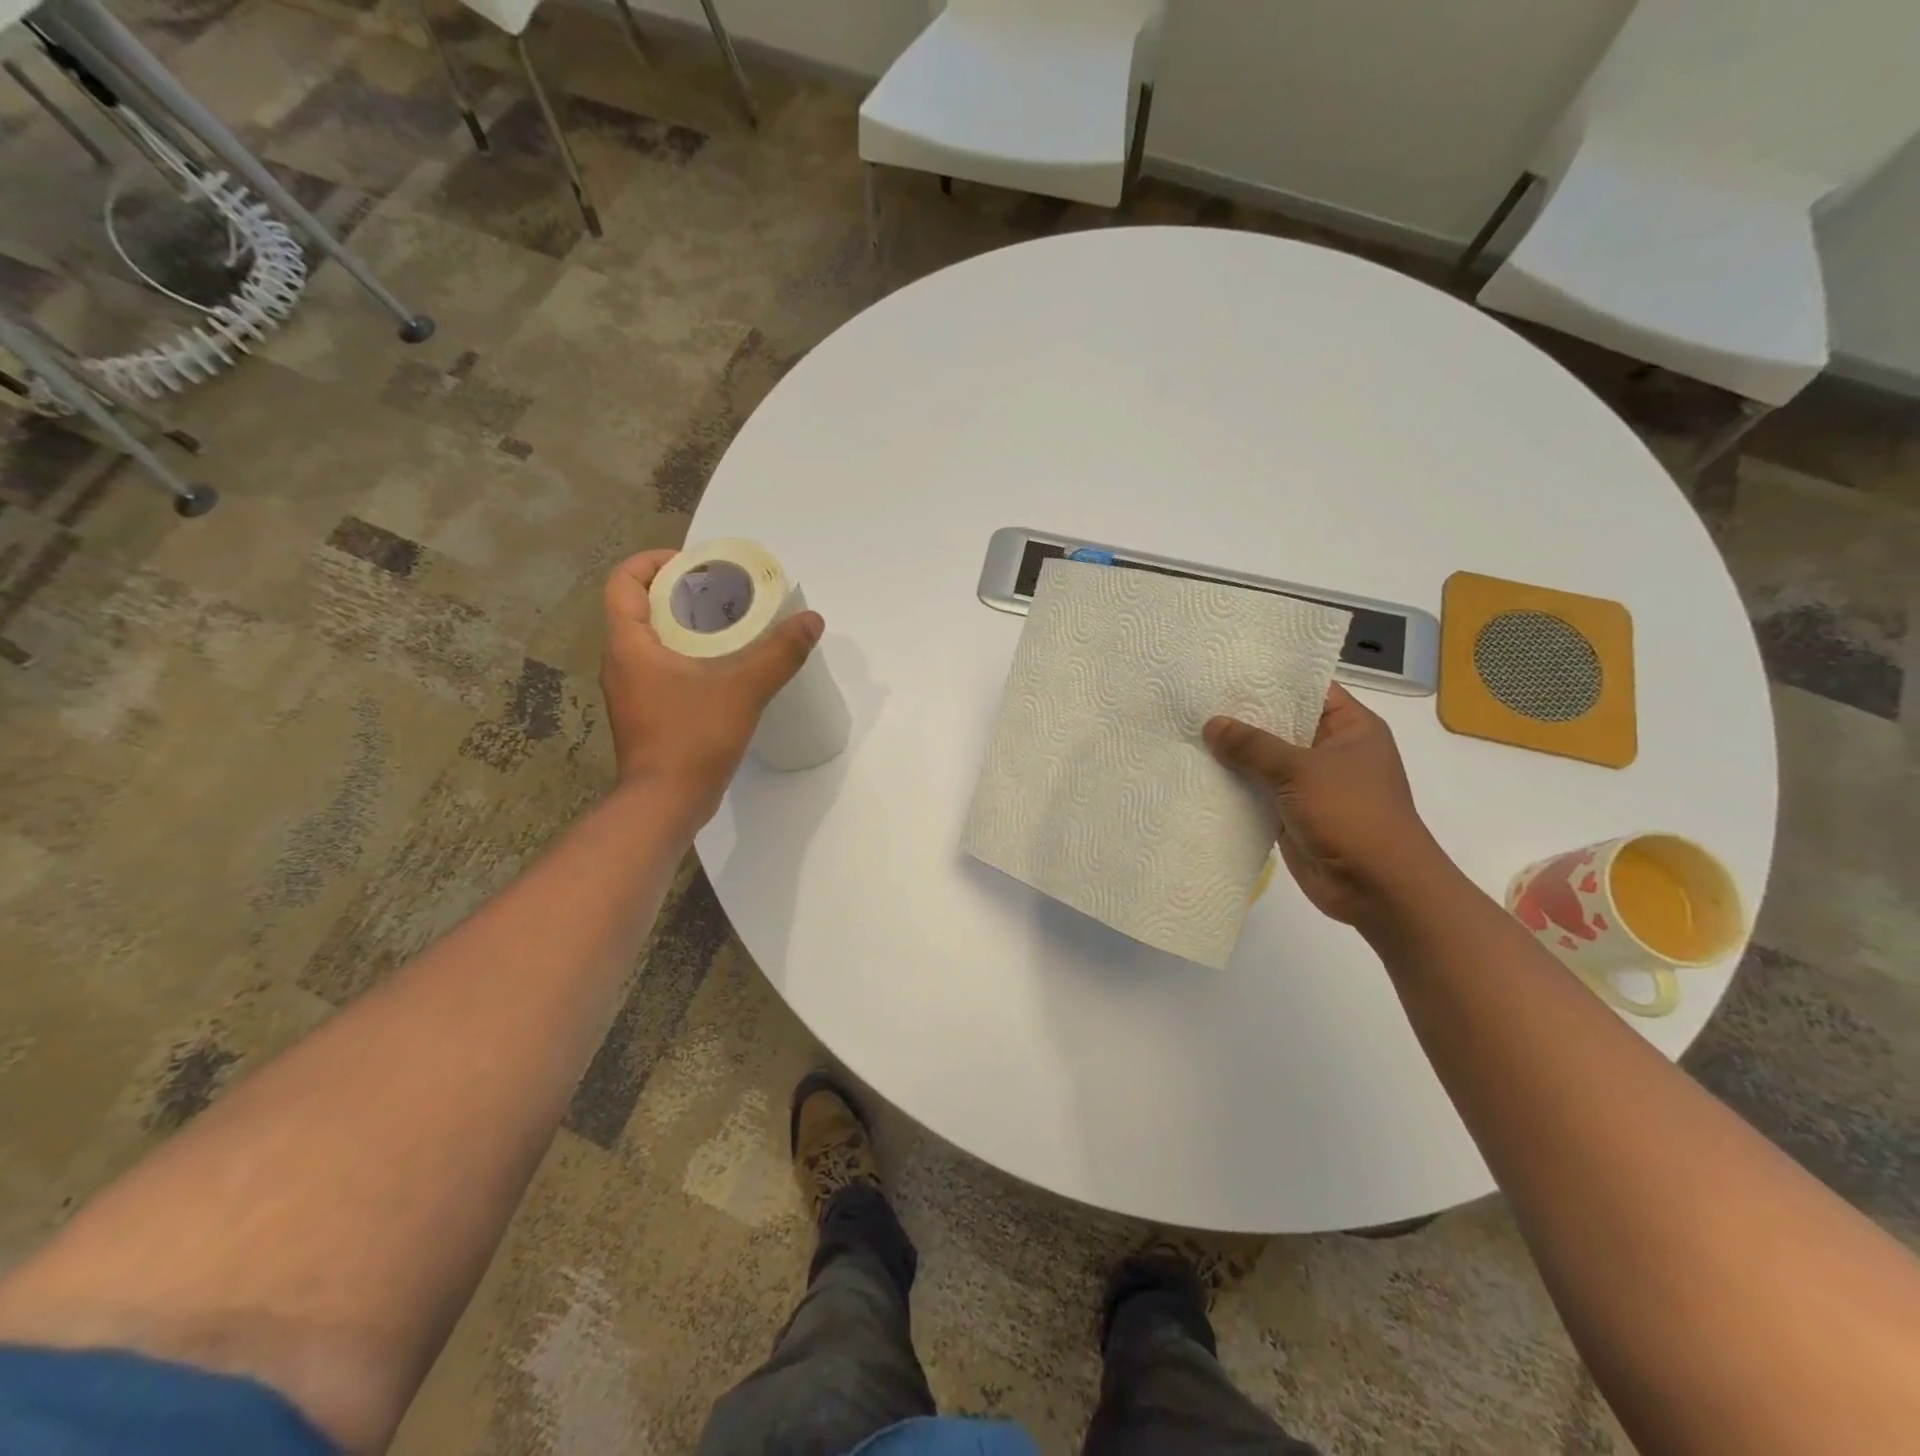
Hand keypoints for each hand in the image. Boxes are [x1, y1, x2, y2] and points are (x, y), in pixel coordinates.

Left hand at [600, 550, 822, 817]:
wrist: (665, 804)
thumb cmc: (693, 738)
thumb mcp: (743, 689)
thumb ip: (780, 653)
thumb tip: (812, 620)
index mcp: (629, 644)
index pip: (624, 582)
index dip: (652, 562)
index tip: (692, 564)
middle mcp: (621, 662)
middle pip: (640, 608)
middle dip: (679, 593)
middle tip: (722, 592)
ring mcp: (631, 691)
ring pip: (652, 641)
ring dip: (684, 627)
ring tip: (729, 626)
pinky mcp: (646, 715)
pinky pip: (661, 670)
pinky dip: (687, 658)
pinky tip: (723, 670)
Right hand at [1205, 684, 1437, 924]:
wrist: (1377, 889)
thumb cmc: (1353, 815)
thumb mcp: (1301, 771)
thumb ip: (1253, 746)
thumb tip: (1211, 724)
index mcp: (1350, 728)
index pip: (1308, 689)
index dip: (1270, 679)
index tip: (1226, 666)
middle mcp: (1330, 751)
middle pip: (1280, 724)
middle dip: (1241, 716)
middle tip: (1194, 698)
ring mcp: (1310, 785)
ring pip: (1265, 760)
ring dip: (1233, 754)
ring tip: (1185, 730)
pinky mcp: (1292, 814)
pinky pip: (1258, 792)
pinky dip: (1233, 786)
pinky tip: (1196, 773)